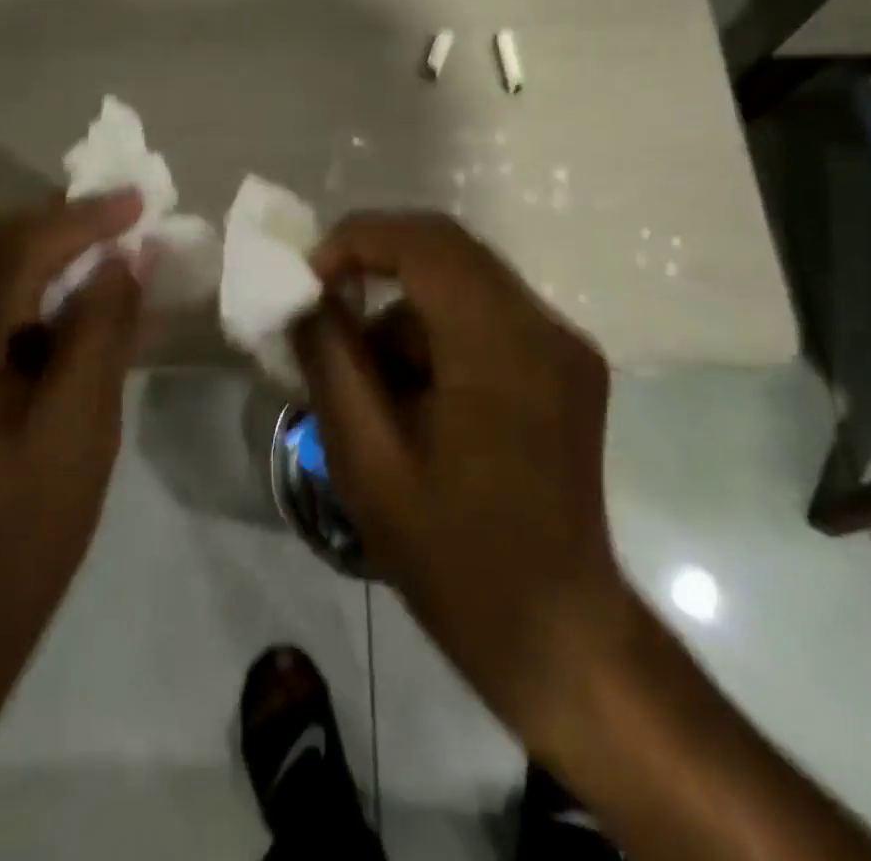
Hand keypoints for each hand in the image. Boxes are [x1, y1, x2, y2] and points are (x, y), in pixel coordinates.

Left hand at [0, 191, 147, 786]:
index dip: (75, 221)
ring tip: (90, 261)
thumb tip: (123, 259)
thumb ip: (100, 338)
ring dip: (24, 256)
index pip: (4, 257)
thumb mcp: (78, 442)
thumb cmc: (14, 554)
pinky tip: (44, 309)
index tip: (134, 200)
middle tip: (115, 223)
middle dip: (48, 227)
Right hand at [290, 212, 629, 752]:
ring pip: (462, 282)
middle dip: (375, 264)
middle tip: (323, 304)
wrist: (556, 632)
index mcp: (501, 348)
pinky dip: (436, 333)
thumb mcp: (367, 460)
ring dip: (404, 312)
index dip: (358, 240)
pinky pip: (484, 314)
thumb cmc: (454, 556)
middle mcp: (544, 327)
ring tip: (368, 383)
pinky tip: (413, 395)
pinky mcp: (565, 363)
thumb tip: (305, 295)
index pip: (426, 244)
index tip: (309, 277)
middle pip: (447, 249)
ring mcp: (562, 344)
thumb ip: (330, 360)